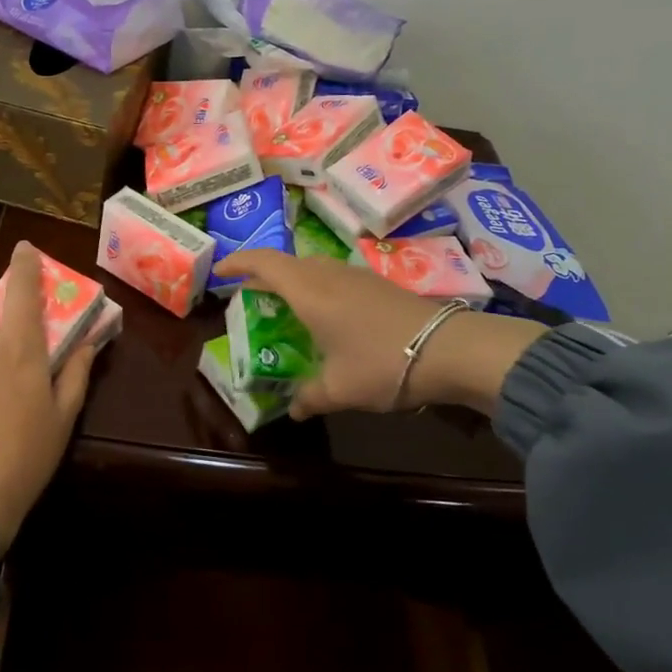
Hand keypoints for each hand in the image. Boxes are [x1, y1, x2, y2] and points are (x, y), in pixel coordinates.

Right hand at [212, 250, 544, 419]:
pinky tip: (326, 316)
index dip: (238, 262)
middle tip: (249, 296)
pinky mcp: (378, 284)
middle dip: (263, 275)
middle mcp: (328, 274)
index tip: (220, 272)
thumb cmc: (382, 363)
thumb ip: (309, 397)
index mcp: (309, 291)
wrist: (450, 348)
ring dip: (292, 281)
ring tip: (284, 306)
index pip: (263, 263)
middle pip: (286, 263)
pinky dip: (316, 288)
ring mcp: (356, 275)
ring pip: (312, 267)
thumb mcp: (339, 389)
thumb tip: (294, 409)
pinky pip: (333, 277)